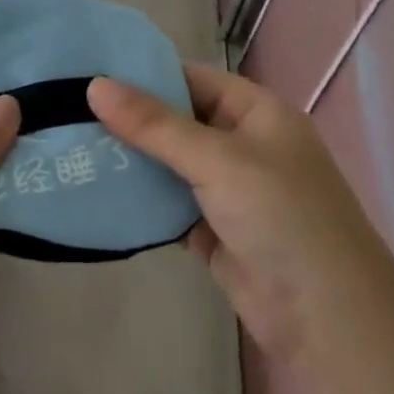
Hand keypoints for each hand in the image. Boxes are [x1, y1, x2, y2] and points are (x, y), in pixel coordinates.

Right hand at [88, 65, 381, 366]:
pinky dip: (140, 202)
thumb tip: (95, 86)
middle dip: (129, 121)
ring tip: (71, 149)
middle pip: (177, 122)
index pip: (192, 79)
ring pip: (169, 165)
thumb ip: (155, 125)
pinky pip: (169, 205)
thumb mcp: (218, 160)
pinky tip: (97, 194)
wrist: (326, 317)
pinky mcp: (214, 230)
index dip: (144, 75)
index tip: (88, 75)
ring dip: (130, 162)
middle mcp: (243, 145)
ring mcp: (228, 190)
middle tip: (66, 114)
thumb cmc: (282, 216)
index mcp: (256, 113)